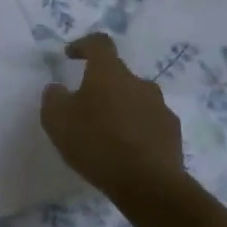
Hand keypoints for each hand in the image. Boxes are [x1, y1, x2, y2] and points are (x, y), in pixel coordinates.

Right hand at [40, 33, 187, 208]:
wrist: (148, 183)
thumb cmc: (96, 143)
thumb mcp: (57, 120)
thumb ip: (53, 98)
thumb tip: (57, 88)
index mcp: (109, 73)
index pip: (99, 43)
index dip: (83, 45)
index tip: (70, 56)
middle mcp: (139, 83)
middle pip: (118, 75)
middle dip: (102, 85)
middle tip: (86, 107)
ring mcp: (160, 107)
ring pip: (136, 99)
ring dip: (121, 108)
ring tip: (107, 132)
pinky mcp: (173, 132)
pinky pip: (150, 122)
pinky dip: (137, 129)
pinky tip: (127, 150)